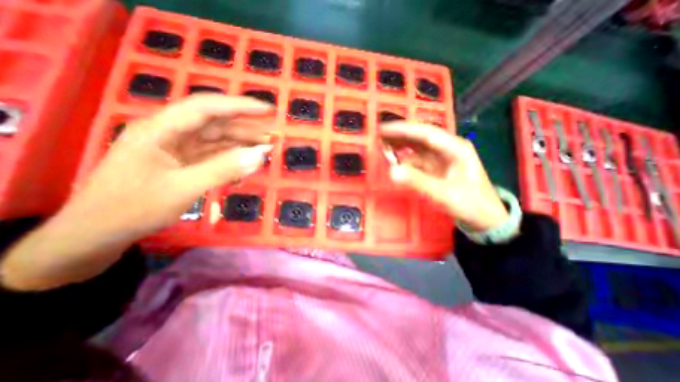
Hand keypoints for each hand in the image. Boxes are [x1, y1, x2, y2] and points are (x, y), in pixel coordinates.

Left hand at [62, 96, 271, 242]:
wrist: (99, 233)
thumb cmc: (133, 208)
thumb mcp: (183, 188)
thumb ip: (224, 169)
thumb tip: (260, 155)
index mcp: (162, 129)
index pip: (206, 107)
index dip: (239, 106)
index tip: (267, 110)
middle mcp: (171, 133)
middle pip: (215, 123)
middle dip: (245, 128)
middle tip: (272, 136)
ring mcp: (178, 149)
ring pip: (217, 140)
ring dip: (242, 144)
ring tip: (265, 149)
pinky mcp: (184, 163)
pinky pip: (214, 156)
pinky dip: (232, 159)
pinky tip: (246, 164)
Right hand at [380, 122, 506, 231]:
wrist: (485, 219)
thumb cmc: (471, 204)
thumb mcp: (444, 194)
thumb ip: (418, 182)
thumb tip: (392, 171)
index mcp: (455, 148)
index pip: (425, 133)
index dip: (403, 129)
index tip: (383, 129)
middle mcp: (447, 149)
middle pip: (419, 137)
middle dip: (399, 135)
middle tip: (378, 136)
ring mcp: (441, 159)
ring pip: (416, 148)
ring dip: (400, 147)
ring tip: (382, 147)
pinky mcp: (435, 169)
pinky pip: (416, 161)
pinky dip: (404, 161)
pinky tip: (394, 163)